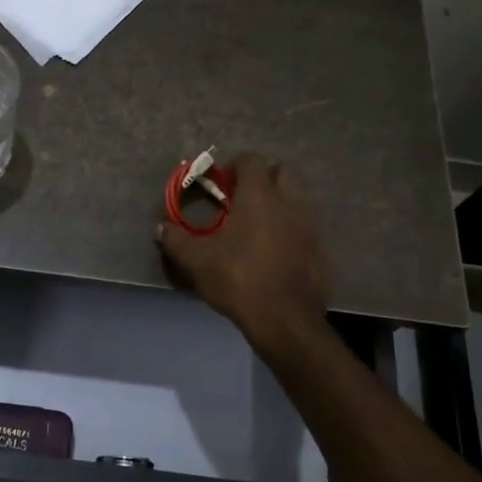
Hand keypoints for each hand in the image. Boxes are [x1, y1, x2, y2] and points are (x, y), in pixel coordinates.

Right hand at [156, 152, 329, 351]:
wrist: (286, 321)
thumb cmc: (238, 280)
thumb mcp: (196, 261)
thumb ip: (176, 240)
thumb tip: (161, 228)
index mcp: (259, 196)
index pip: (252, 160)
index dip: (234, 165)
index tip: (220, 183)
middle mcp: (289, 202)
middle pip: (282, 170)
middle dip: (263, 176)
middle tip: (242, 197)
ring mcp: (309, 225)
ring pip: (297, 198)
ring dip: (279, 201)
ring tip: (257, 224)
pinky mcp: (320, 249)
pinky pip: (305, 226)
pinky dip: (291, 228)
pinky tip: (274, 250)